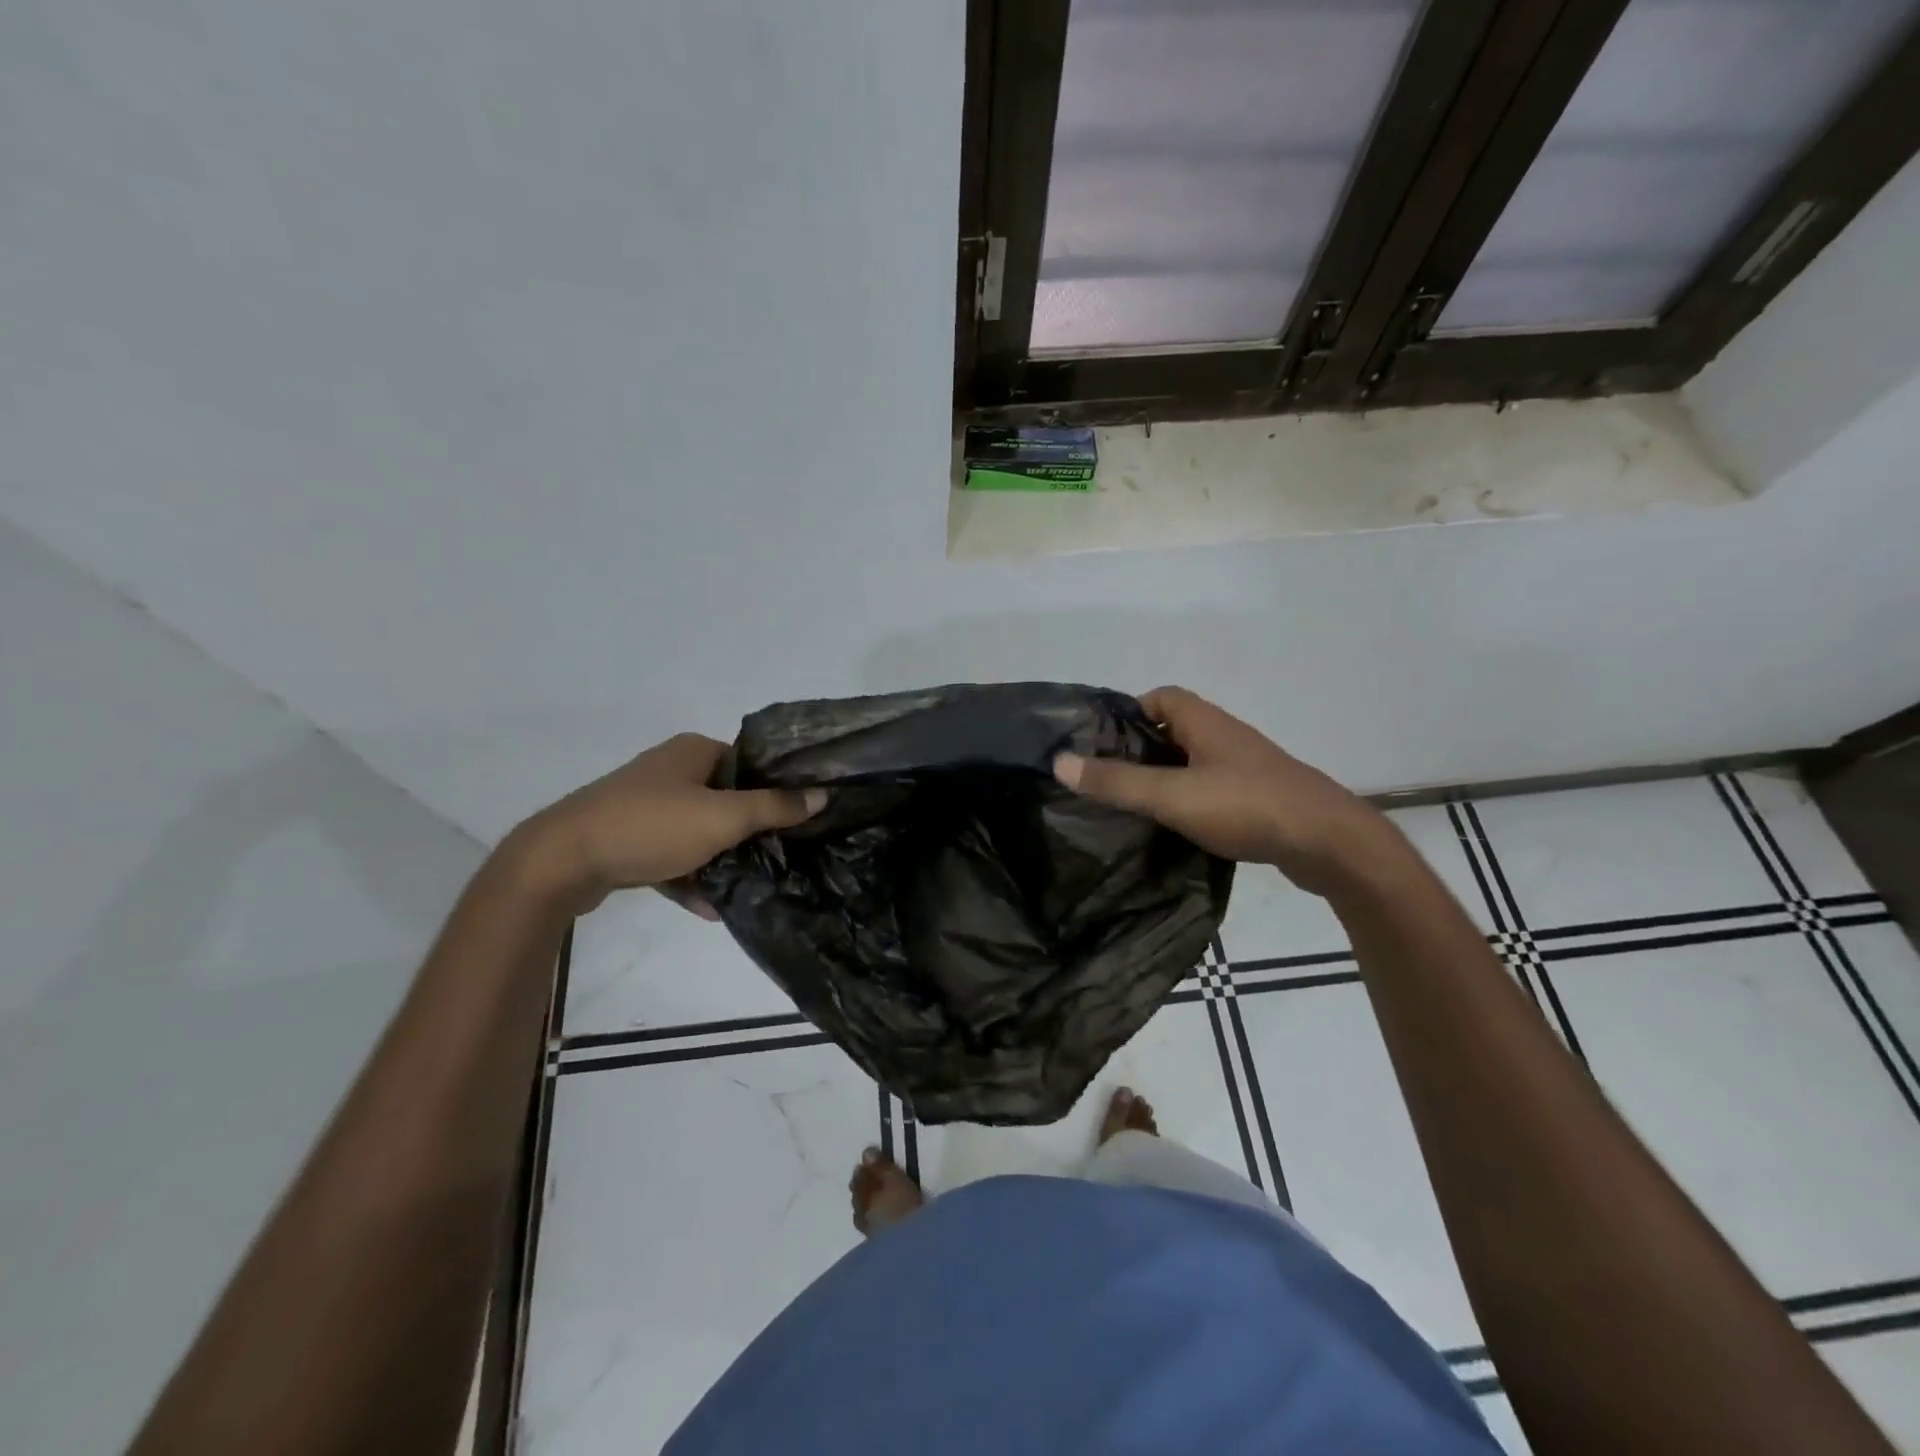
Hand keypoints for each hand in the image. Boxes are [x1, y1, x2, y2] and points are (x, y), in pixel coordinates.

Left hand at [506, 733, 824, 914]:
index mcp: (693, 751)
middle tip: (782, 853)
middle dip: (751, 829)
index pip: (750, 763)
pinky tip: (711, 908)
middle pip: (727, 798)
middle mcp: (670, 771)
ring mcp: (645, 805)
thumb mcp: (723, 817)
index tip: (801, 818)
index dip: (776, 788)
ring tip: (752, 883)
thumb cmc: (650, 827)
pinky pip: (672, 856)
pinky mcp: (627, 838)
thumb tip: (821, 794)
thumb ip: (774, 807)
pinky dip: (690, 877)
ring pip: (699, 830)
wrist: (561, 862)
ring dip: (722, 858)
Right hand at [1053, 686, 1395, 896]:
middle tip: (1108, 779)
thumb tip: (1059, 761)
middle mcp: (1226, 737)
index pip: (1161, 697)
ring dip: (1166, 777)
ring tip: (1134, 806)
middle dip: (1140, 749)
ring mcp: (1247, 768)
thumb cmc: (1246, 806)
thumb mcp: (1171, 795)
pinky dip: (1191, 800)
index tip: (1101, 743)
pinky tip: (1177, 828)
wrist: (1329, 844)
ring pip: (1194, 762)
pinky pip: (1214, 789)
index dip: (1128, 713)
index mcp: (1205, 723)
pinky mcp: (1260, 799)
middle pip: (1174, 730)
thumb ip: (1116, 781)